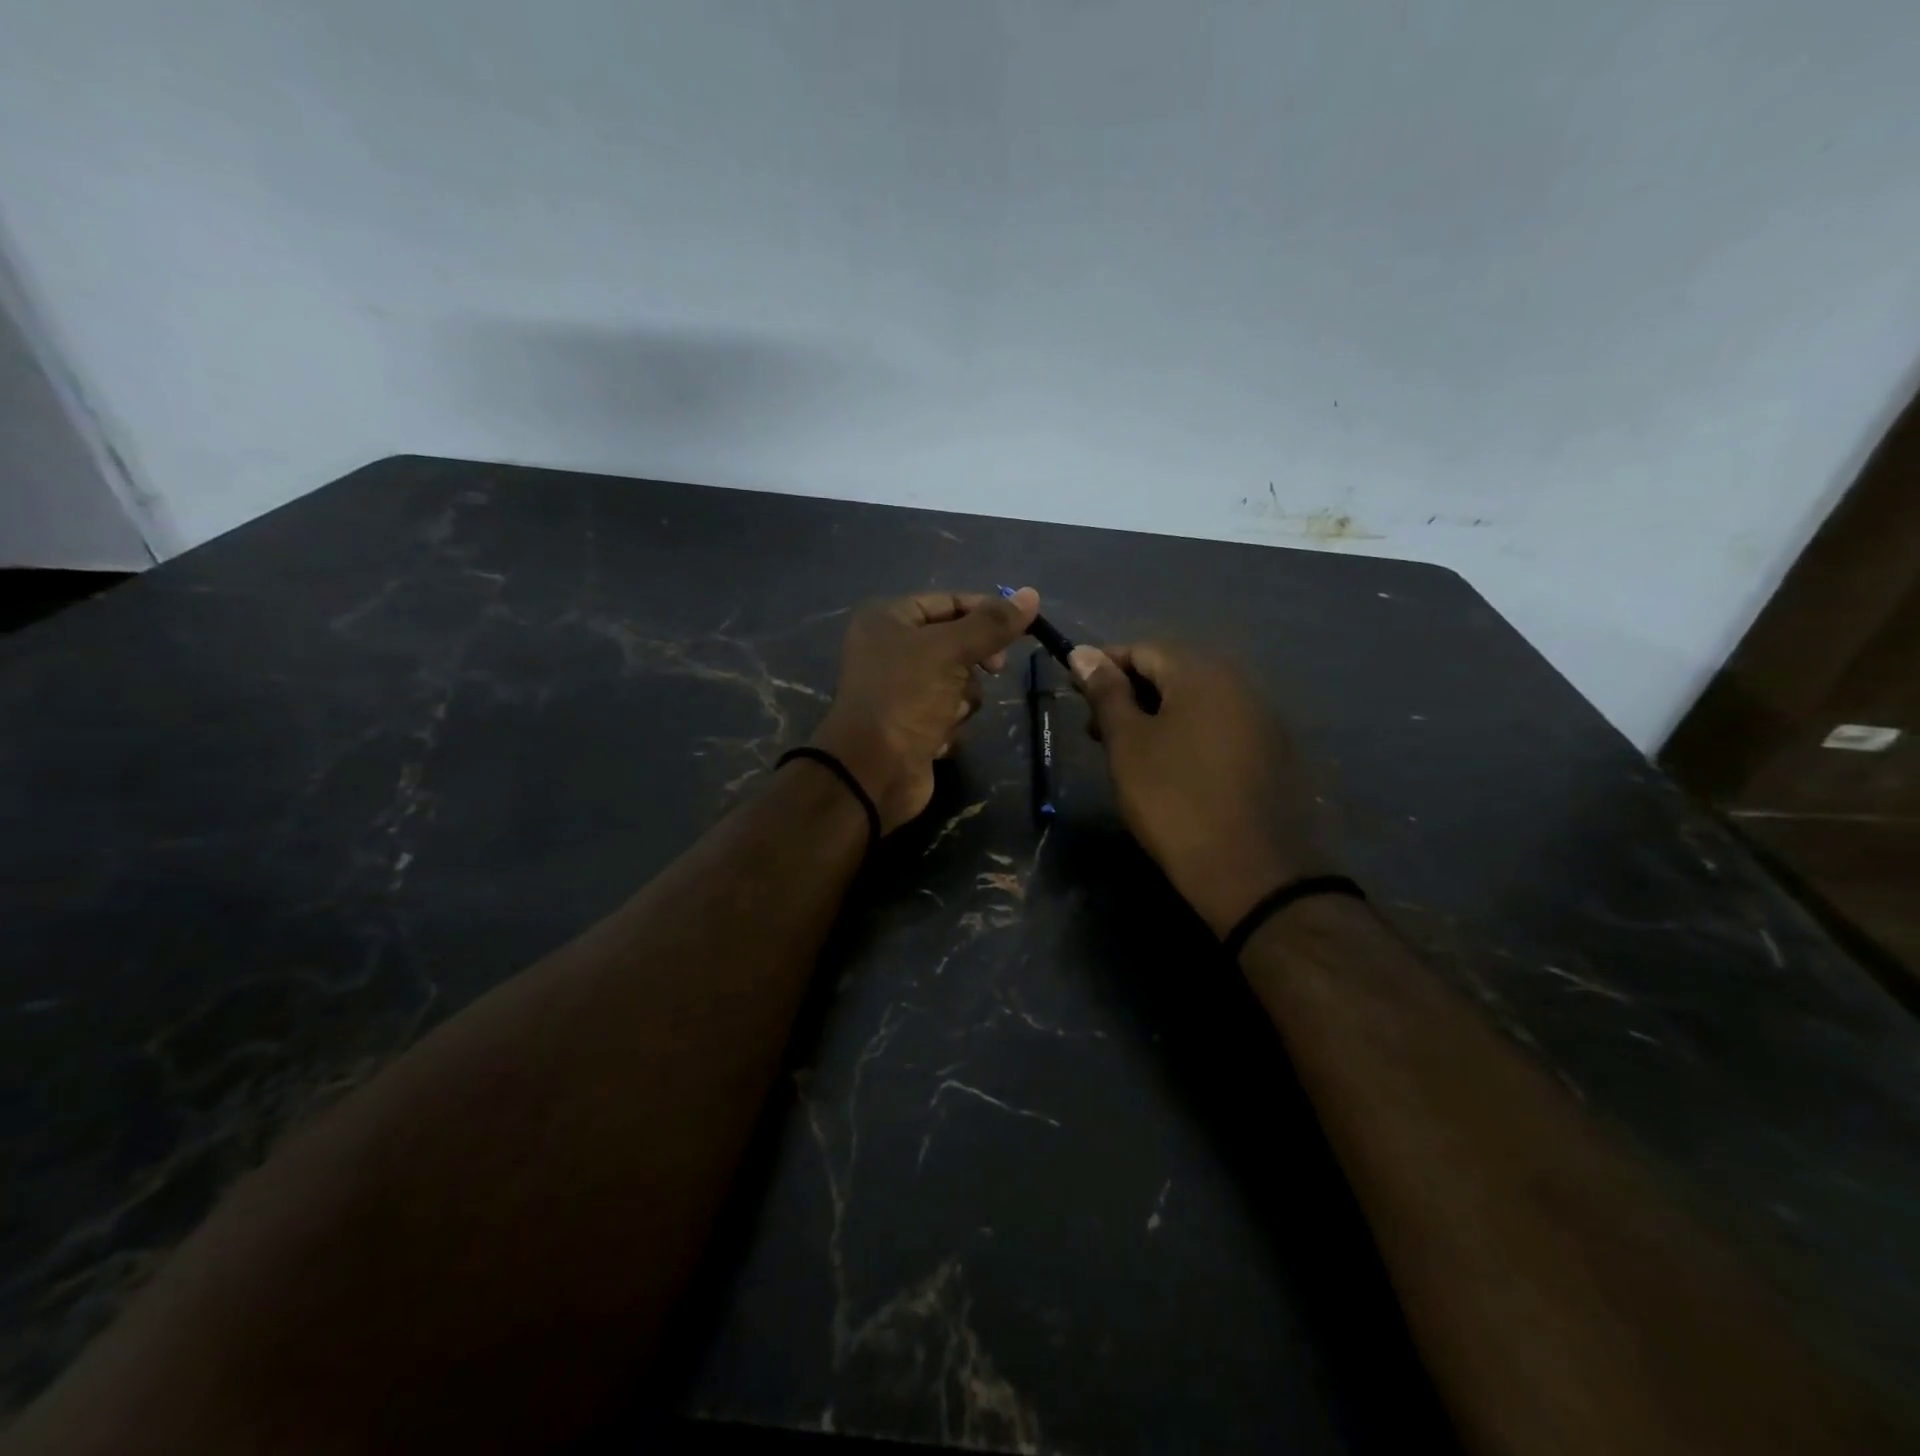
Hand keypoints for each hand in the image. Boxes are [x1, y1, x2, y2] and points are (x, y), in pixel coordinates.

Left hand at [809, 588, 1039, 832]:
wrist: (872, 772)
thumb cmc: (905, 697)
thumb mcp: (950, 651)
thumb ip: (992, 624)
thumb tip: (1032, 595)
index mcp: (888, 620)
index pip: (948, 602)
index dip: (985, 612)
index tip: (1020, 628)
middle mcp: (890, 650)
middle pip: (956, 644)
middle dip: (973, 664)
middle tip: (994, 671)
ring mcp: (901, 691)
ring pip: (958, 683)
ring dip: (962, 700)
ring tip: (947, 714)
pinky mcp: (911, 726)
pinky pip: (948, 715)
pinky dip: (949, 726)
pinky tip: (935, 739)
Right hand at [1070, 642, 1332, 935]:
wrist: (1252, 871)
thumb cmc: (1174, 799)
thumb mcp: (1128, 744)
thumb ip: (1106, 693)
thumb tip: (1082, 652)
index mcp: (1202, 673)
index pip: (1142, 649)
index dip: (1103, 668)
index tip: (1076, 697)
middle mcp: (1240, 683)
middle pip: (1172, 673)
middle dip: (1129, 695)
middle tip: (1097, 733)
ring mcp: (1262, 719)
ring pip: (1196, 703)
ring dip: (1158, 717)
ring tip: (1130, 755)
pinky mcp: (1273, 753)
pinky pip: (1220, 728)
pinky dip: (1188, 737)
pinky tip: (1172, 771)